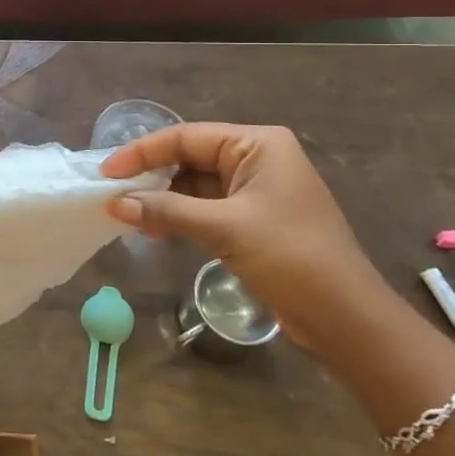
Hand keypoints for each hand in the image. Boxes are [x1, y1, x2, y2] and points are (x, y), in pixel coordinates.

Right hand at [101, 123, 401, 357]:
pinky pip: (205, 207)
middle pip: (189, 157)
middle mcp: (257, 158)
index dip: (142, 152)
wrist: (347, 318)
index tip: (107, 172)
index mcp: (257, 145)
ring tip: (125, 213)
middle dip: (151, 175)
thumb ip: (166, 211)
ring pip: (194, 184)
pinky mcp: (253, 219)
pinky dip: (178, 215)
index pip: (186, 137)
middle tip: (111, 193)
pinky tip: (152, 228)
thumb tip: (114, 204)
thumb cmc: (291, 258)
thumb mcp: (224, 229)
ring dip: (162, 198)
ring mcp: (256, 190)